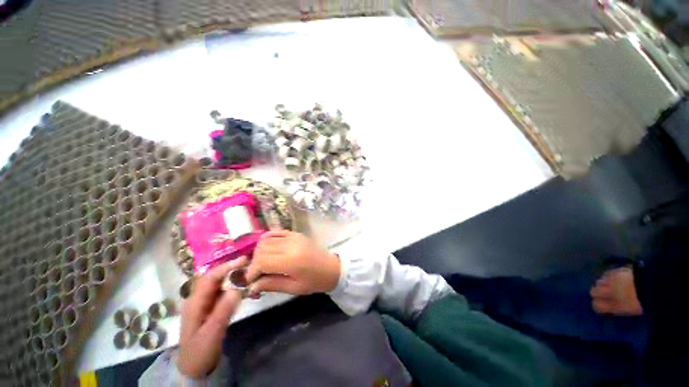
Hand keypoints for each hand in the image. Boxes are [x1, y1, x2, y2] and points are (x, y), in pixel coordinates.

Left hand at [178, 256, 247, 377]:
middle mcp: (199, 298)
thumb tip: (237, 289)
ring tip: (250, 272)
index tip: (244, 260)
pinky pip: (224, 292)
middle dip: (232, 268)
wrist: (194, 368)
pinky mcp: (212, 307)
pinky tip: (245, 287)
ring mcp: (205, 303)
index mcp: (195, 302)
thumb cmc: (200, 351)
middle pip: (215, 277)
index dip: (226, 267)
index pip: (210, 278)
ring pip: (220, 283)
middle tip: (251, 263)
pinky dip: (235, 286)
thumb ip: (223, 311)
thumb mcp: (211, 333)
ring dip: (234, 276)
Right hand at [246, 231, 340, 296]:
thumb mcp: (294, 288)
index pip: (262, 261)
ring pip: (266, 239)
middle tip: (257, 272)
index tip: (250, 280)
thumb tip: (251, 286)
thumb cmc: (315, 281)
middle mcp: (291, 245)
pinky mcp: (296, 233)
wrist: (332, 267)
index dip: (252, 271)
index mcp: (291, 261)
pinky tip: (268, 249)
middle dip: (254, 262)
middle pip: (261, 249)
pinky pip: (276, 232)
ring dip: (259, 251)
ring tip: (263, 262)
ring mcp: (294, 237)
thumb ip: (271, 284)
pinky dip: (267, 239)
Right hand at [590, 267, 642, 315]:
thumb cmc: (644, 301)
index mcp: (613, 306)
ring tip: (611, 284)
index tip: (602, 305)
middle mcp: (608, 293)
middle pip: (594, 292)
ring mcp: (609, 281)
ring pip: (599, 282)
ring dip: (603, 284)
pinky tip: (614, 277)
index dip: (598, 305)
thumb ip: (618, 308)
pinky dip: (608, 276)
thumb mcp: (632, 310)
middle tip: (605, 293)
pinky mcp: (613, 271)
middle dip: (598, 292)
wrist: (651, 284)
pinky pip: (606, 274)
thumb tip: (610, 307)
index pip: (597, 306)